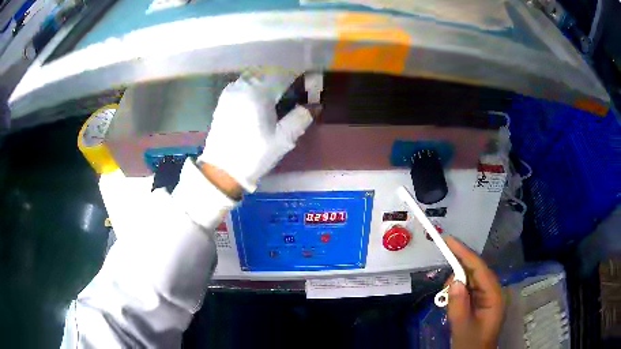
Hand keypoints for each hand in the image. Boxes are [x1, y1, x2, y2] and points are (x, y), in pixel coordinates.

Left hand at [198, 70, 313, 192]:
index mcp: (257, 93)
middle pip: (267, 71)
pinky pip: (243, 83)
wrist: (222, 170)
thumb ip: (300, 118)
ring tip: (280, 85)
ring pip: (253, 75)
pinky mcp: (224, 101)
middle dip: (282, 72)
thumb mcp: (283, 139)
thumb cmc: (254, 154)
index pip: (282, 74)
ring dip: (268, 76)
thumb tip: (313, 106)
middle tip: (295, 80)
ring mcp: (230, 93)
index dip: (297, 72)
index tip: (308, 74)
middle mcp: (242, 87)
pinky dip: (255, 83)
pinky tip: (261, 93)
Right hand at [444, 236, 503, 348]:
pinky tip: (451, 299)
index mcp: (494, 295)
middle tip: (443, 278)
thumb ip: (458, 305)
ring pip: (471, 280)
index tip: (448, 240)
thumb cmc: (471, 344)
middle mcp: (493, 291)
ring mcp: (488, 296)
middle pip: (476, 271)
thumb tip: (454, 281)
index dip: (464, 253)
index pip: (479, 268)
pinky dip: (458, 291)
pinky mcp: (481, 302)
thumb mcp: (462, 328)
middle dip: (458, 271)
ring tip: (446, 298)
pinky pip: (469, 289)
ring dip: (457, 284)